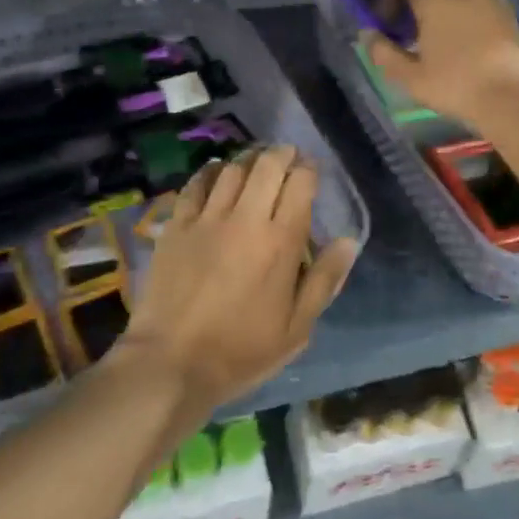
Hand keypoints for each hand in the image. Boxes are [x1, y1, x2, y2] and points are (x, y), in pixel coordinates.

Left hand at [116, 145, 356, 414]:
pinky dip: (211, 172)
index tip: (311, 172)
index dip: (309, 170)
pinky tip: (217, 174)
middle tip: (287, 158)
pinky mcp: (176, 226)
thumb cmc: (240, 351)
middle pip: (267, 165)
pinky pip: (196, 184)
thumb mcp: (296, 329)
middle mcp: (246, 219)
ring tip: (256, 164)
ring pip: (233, 169)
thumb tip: (348, 241)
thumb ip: (324, 280)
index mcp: (280, 242)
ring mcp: (207, 219)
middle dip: (282, 154)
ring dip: (249, 160)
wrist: (170, 364)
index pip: (300, 184)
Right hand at [365, 0, 518, 128]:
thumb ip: (384, 53)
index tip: (390, 14)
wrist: (509, 97)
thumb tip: (368, 33)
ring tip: (456, 12)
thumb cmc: (455, 86)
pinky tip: (479, 24)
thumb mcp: (410, 77)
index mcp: (433, 1)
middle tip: (425, 16)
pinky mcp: (511, 13)